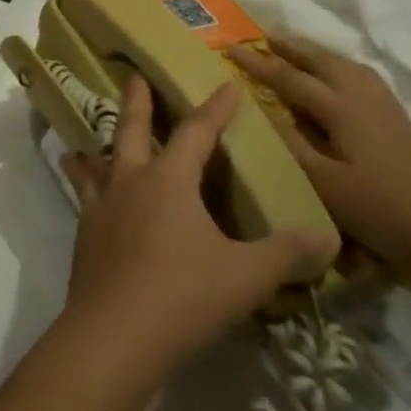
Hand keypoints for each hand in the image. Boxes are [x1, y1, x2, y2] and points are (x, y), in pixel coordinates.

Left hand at [58, 76, 337, 385]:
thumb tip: (328, 237)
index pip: (196, 133)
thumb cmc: (183, 295)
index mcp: (169, 180)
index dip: (214, 109)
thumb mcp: (246, 276)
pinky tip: (84, 192)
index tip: (225, 84)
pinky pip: (83, 195)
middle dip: (137, 101)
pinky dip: (81, 183)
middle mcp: (130, 182)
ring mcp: (101, 206)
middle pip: (132, 129)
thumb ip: (286, 254)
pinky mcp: (85, 234)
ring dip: (98, 143)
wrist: (113, 335)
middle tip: (133, 75)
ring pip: (99, 161)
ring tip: (86, 137)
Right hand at [229, 36, 410, 283]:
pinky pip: (359, 75)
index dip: (258, 63)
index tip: (231, 50)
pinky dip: (337, 66)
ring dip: (315, 53)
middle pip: (321, 60)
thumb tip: (262, 110)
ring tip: (294, 49)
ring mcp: (383, 104)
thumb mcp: (321, 181)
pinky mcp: (396, 117)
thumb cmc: (375, 209)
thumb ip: (289, 142)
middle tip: (263, 36)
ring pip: (343, 64)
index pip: (290, 77)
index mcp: (341, 107)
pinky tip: (335, 76)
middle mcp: (362, 95)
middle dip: (291, 46)